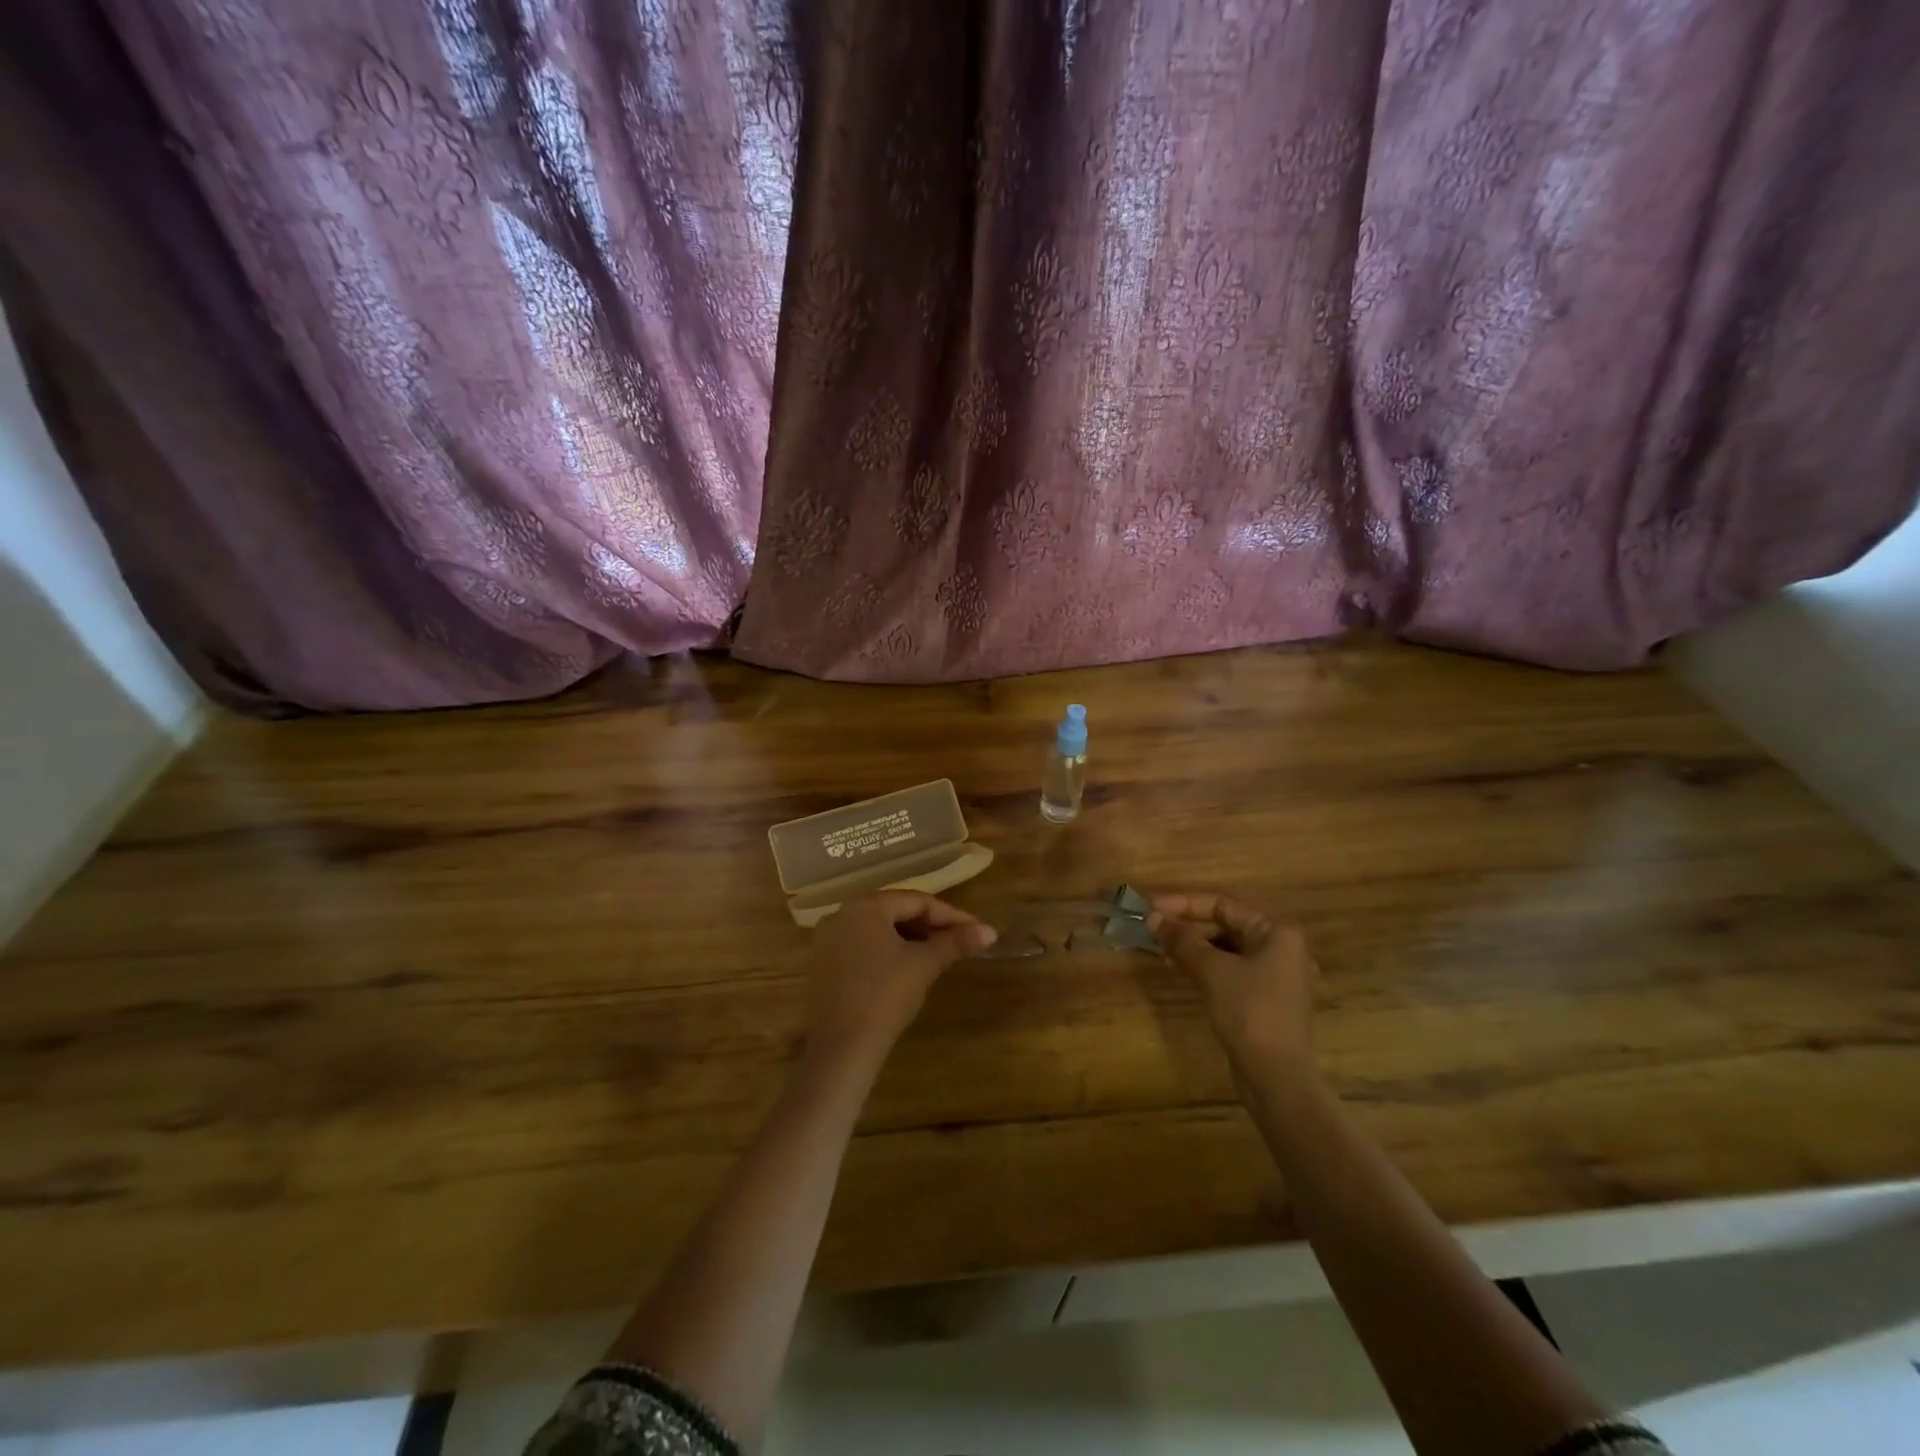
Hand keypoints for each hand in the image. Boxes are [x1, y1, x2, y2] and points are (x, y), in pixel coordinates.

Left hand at [802, 892, 995, 1070]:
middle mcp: (841, 915)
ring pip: (878, 931)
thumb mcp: (924, 965)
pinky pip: (862, 948)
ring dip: (910, 939)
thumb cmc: (884, 996)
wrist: (840, 1049)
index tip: (977, 931)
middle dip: (930, 926)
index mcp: (865, 906)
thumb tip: (990, 932)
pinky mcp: (822, 966)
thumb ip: (956, 942)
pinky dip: (887, 953)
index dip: (951, 916)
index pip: (917, 901)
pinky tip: (906, 970)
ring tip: (938, 955)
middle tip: (960, 943)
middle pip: (895, 912)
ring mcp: (827, 941)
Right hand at [1148, 892, 1318, 1067]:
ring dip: (1194, 947)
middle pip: (1226, 926)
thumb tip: (1153, 917)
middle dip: (1188, 926)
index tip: (1151, 907)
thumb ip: (1182, 940)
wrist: (1277, 1076)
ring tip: (1160, 948)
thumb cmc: (1249, 1011)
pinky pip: (1232, 971)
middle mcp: (1282, 950)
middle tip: (1152, 929)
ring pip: (1227, 950)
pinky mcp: (1266, 1002)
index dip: (1184, 904)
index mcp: (1277, 934)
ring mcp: (1276, 978)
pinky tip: (1181, 969)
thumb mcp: (1213, 970)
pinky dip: (1206, 967)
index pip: (1223, 905)